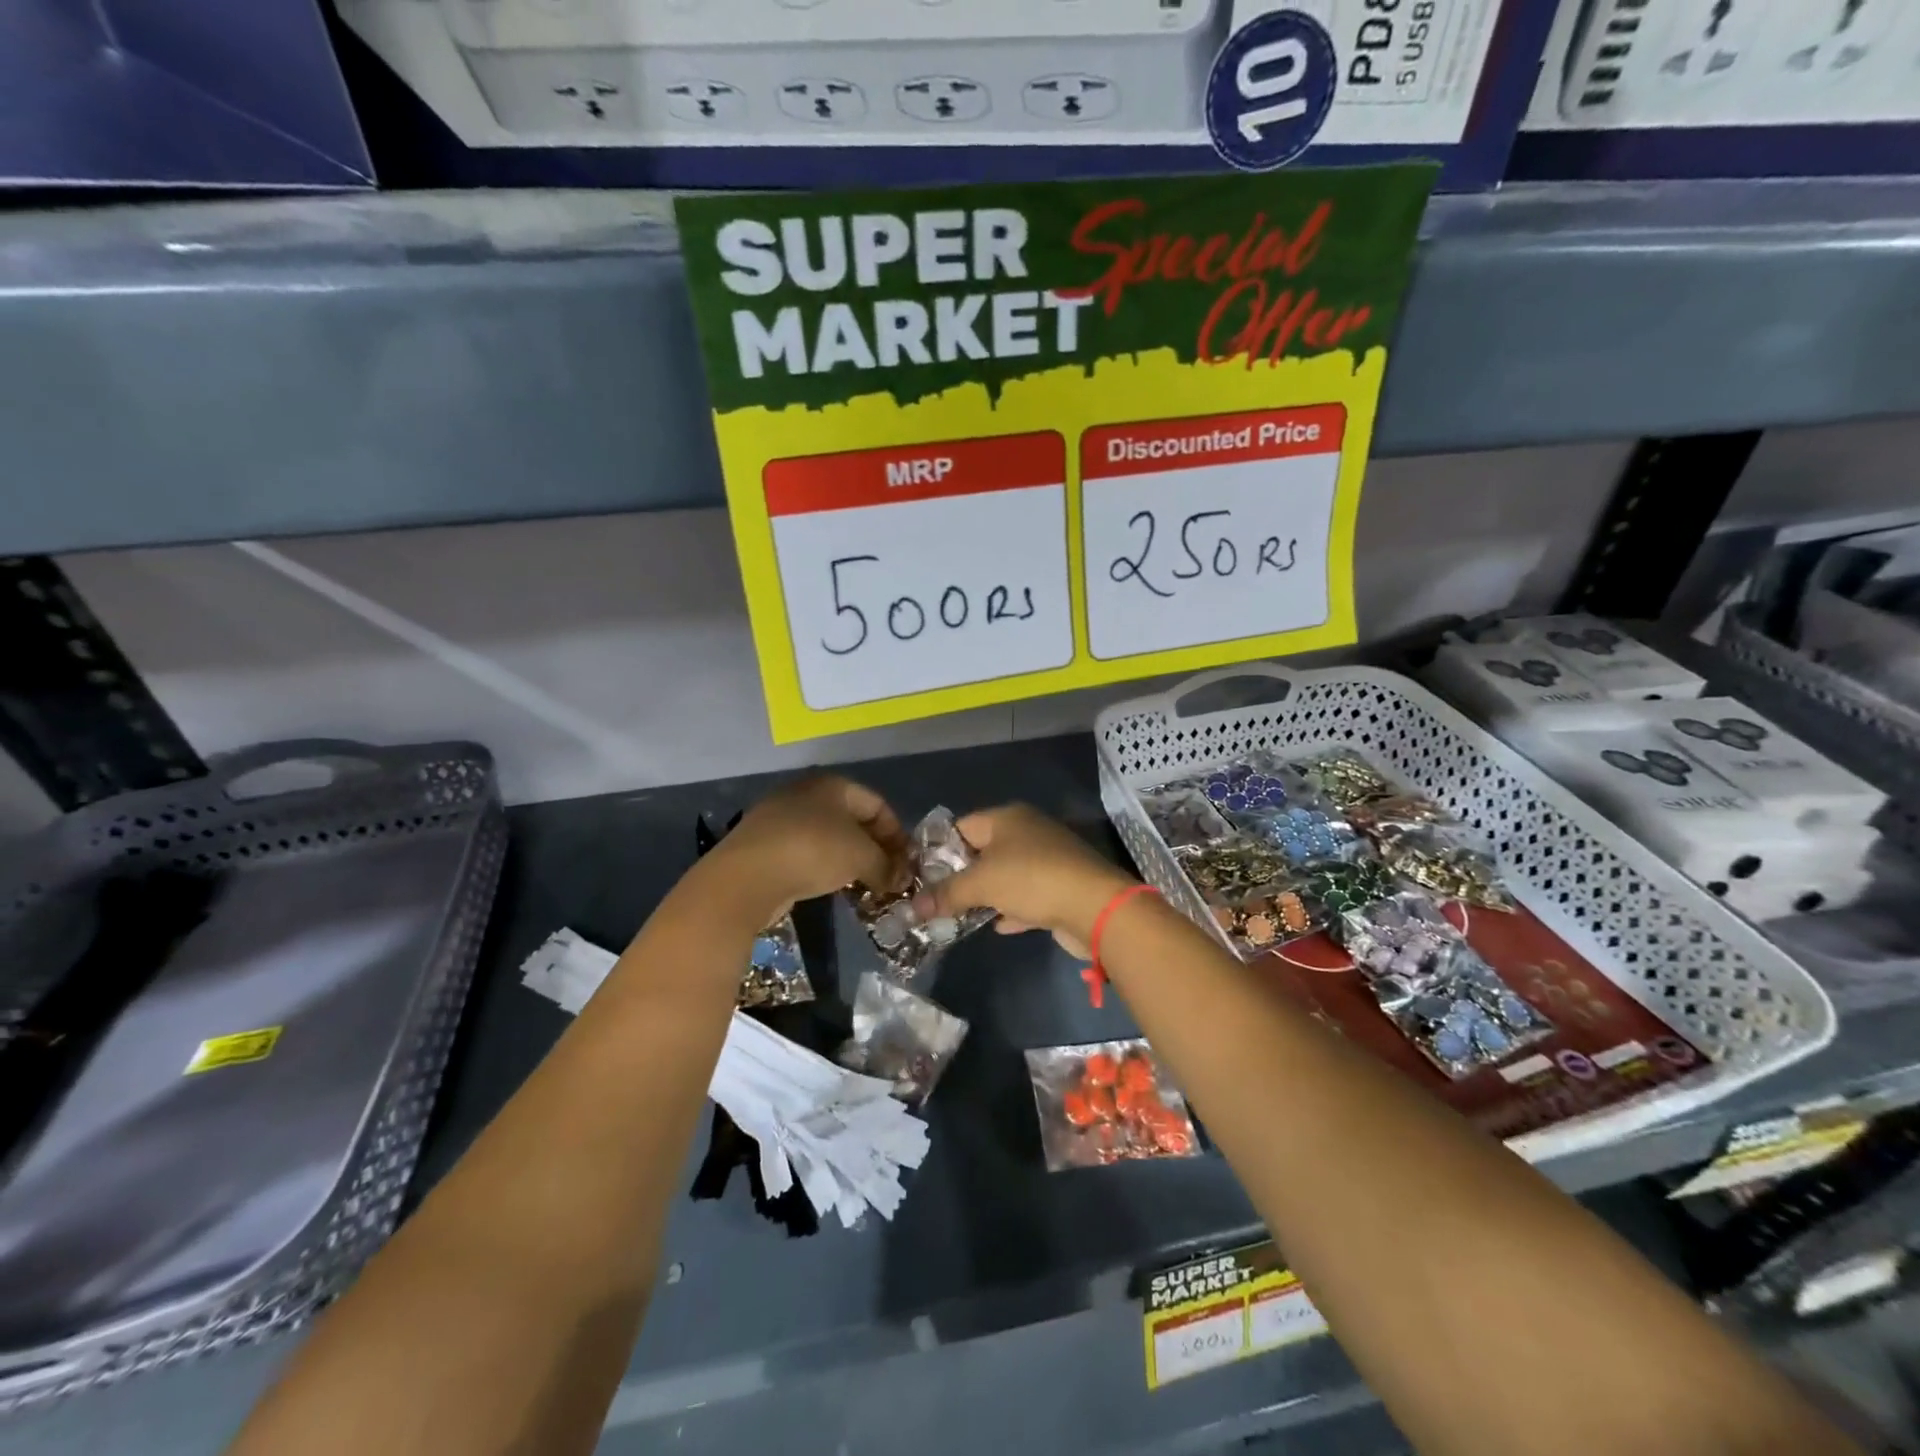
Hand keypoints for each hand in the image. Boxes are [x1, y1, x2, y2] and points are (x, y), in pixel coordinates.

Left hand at [716, 775, 908, 924]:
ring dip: (850, 860)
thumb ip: (886, 866)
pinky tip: (832, 887)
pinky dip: (824, 867)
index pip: (877, 804)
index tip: (906, 862)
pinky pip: (806, 852)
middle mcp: (806, 793)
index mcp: (833, 785)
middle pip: (852, 819)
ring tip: (864, 885)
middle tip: (888, 876)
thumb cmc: (813, 852)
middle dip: (874, 848)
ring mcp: (781, 818)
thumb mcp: (861, 857)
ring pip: (829, 837)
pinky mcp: (765, 845)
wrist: (746, 876)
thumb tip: (901, 880)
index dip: (897, 833)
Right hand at [910, 804, 1134, 957]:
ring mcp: (1047, 859)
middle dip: (960, 876)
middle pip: (983, 851)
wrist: (1095, 905)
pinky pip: (1027, 896)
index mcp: (1007, 818)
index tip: (920, 876)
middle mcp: (1027, 832)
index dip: (938, 849)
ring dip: (986, 895)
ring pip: (1006, 875)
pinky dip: (1012, 909)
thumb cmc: (1032, 879)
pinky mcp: (1060, 886)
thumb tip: (914, 907)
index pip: (961, 826)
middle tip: (935, 900)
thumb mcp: (981, 884)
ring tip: (957, 916)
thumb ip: (946, 893)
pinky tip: (997, 925)